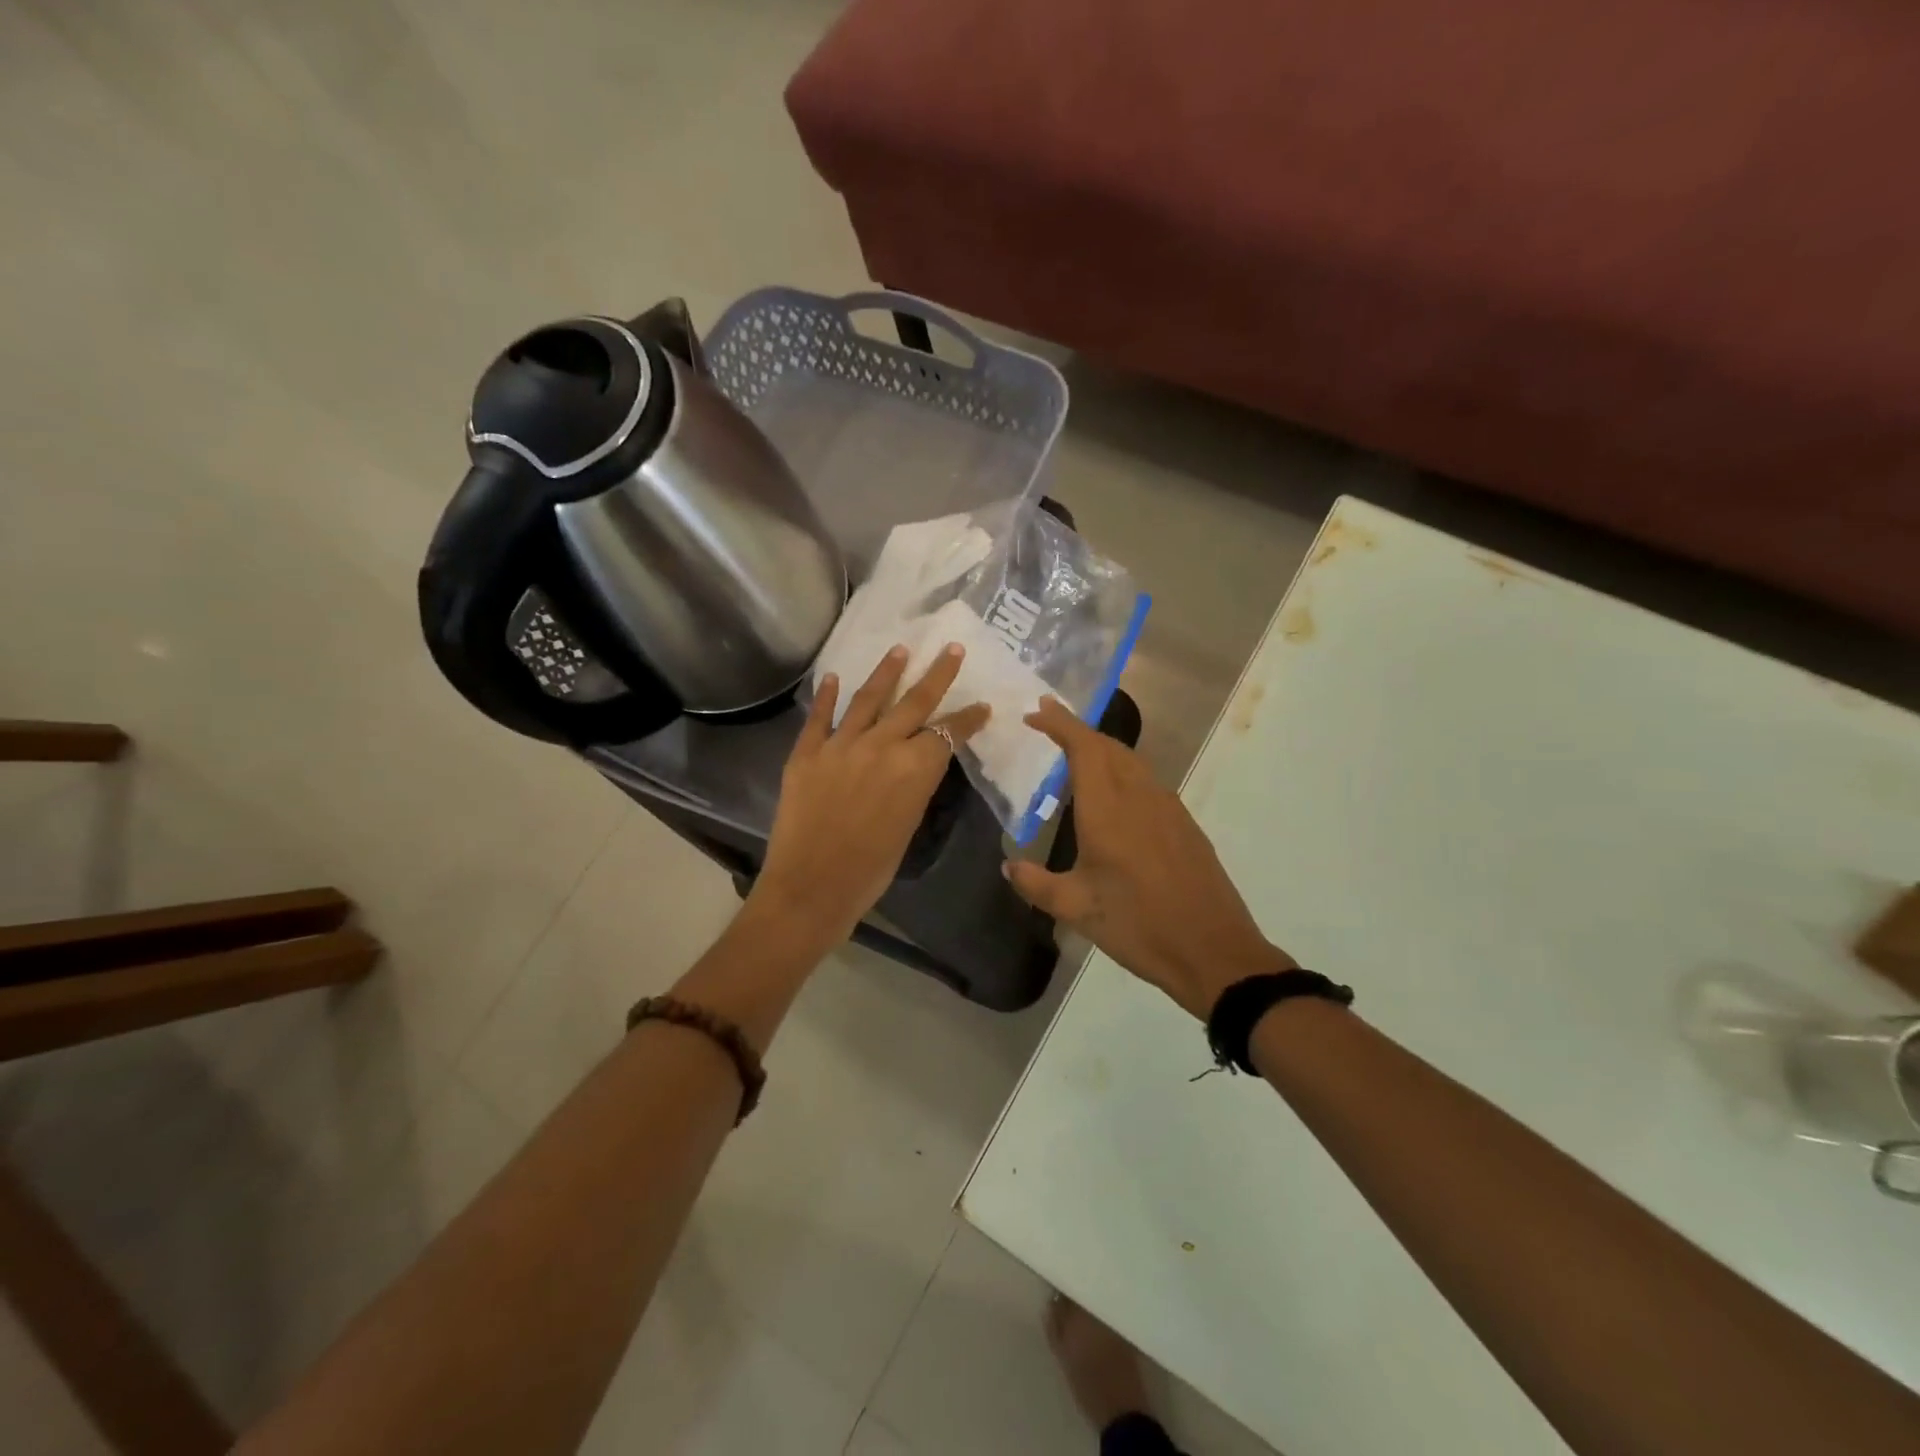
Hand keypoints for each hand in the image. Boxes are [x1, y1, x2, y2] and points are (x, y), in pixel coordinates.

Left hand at [754, 643, 988, 947]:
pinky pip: (819, 717)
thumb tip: (915, 765)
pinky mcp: (806, 753)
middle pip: (915, 702)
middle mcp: (880, 746)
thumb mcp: (908, 825)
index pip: (948, 733)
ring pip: (868, 698)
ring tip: (900, 649)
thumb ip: (914, 786)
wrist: (811, 887)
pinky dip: (828, 696)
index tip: (982, 706)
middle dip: (937, 674)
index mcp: (913, 769)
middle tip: (950, 649)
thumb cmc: (870, 870)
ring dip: (886, 672)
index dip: (968, 719)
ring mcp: (840, 745)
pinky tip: (835, 676)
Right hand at [1003, 697, 1292, 1018]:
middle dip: (1077, 730)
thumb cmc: (1137, 925)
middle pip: (1108, 746)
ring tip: (1075, 756)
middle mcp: (1139, 796)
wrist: (1213, 950)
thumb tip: (1008, 866)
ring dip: (1102, 749)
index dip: (1060, 723)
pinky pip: (1147, 781)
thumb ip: (1036, 883)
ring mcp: (1168, 808)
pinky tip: (1114, 797)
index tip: (1036, 712)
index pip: (1083, 747)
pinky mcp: (1184, 824)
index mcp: (1108, 809)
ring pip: (1131, 761)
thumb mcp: (1075, 908)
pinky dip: (1122, 772)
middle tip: (1049, 726)